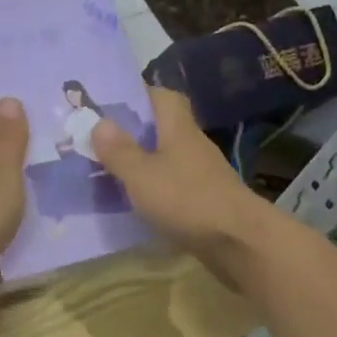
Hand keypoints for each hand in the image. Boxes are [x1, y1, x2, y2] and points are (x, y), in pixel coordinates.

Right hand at [91, 86, 274, 289]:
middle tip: (99, 141)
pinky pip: (172, 184)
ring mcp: (201, 173)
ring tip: (108, 171)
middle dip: (133, 132)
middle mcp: (191, 145)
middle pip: (162, 128)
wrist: (238, 241)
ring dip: (142, 162)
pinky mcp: (204, 199)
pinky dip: (153, 188)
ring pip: (166, 157)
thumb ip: (119, 150)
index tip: (110, 105)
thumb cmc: (186, 199)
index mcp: (178, 128)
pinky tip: (134, 201)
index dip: (138, 95)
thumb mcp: (141, 174)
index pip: (162, 96)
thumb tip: (98, 122)